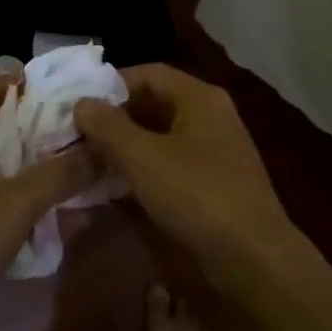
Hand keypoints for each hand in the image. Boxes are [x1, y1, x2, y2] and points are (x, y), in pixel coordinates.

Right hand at [75, 64, 301, 294]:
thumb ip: (108, 127)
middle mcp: (209, 115)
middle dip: (115, 118)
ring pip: (160, 135)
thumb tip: (81, 103)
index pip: (148, 73)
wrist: (253, 257)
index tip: (78, 106)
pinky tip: (117, 185)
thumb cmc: (196, 195)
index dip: (111, 85)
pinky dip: (143, 167)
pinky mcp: (213, 181)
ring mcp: (214, 149)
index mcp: (199, 98)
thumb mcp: (143, 157)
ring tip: (90, 160)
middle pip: (154, 102)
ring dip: (126, 145)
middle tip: (78, 135)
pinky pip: (171, 161)